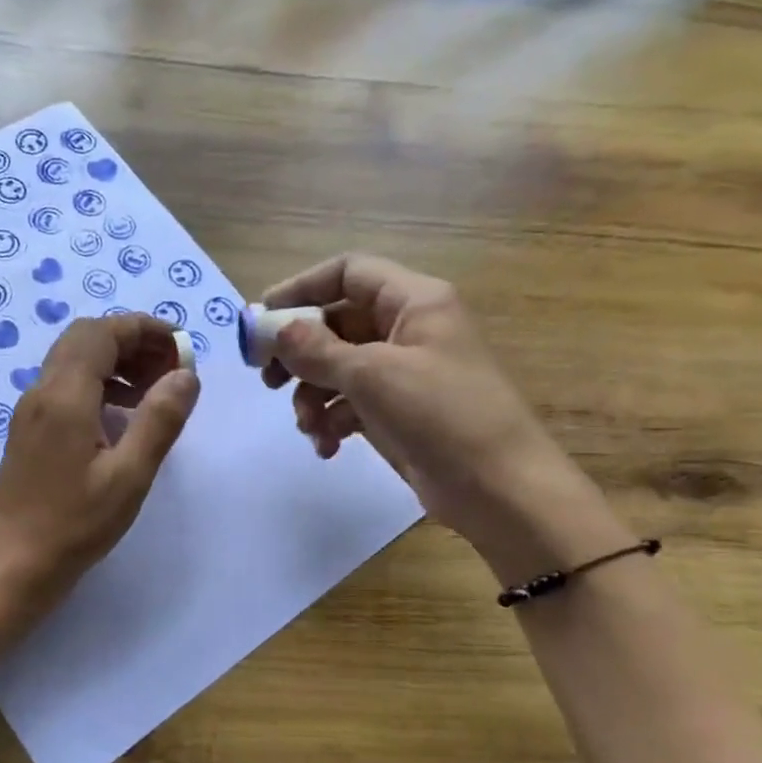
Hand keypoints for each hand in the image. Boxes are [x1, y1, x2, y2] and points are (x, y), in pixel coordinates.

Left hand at [0, 314, 199, 600]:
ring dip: (115, 362)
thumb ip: (160, 420)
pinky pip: (64, 387)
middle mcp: (41, 392)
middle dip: (131, 342)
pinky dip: (98, 384)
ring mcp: (30, 411)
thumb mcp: (129, 476)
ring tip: (154, 391)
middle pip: (85, 339)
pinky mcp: (28, 431)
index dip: (144, 329)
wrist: (14, 566)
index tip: (181, 347)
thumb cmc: (75, 525)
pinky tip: (122, 416)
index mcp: (64, 396)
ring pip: (73, 361)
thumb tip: (186, 374)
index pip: (102, 333)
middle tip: (170, 368)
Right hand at [261, 254, 563, 536]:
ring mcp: (403, 373)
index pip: (348, 273)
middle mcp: (407, 329)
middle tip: (268, 380)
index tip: (262, 319)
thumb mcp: (372, 375)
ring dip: (312, 396)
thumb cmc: (442, 415)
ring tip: (308, 426)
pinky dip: (332, 421)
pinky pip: (350, 404)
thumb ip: (316, 350)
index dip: (302, 289)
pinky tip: (327, 447)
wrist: (499, 489)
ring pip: (337, 368)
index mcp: (413, 302)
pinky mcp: (398, 412)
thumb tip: (275, 330)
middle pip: (336, 324)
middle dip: (299, 353)